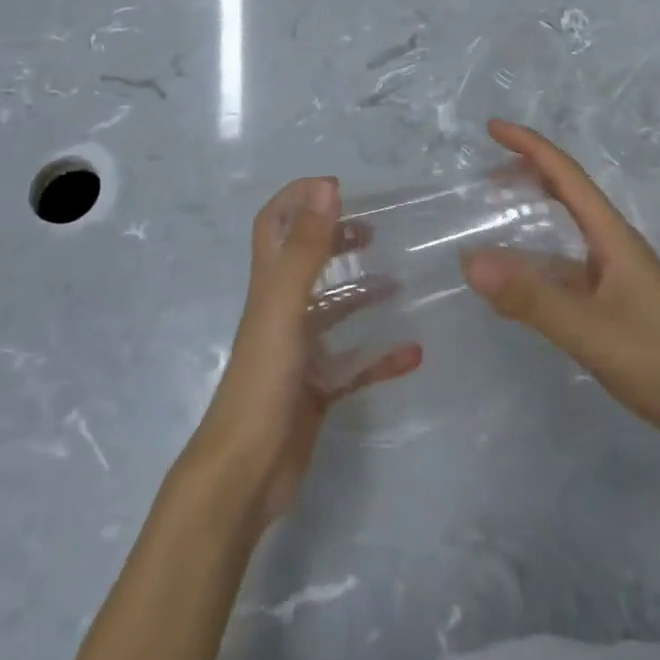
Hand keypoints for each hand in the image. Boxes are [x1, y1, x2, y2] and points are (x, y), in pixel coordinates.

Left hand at [192, 178, 421, 524]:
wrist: (247, 472)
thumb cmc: (264, 378)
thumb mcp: (285, 305)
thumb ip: (307, 248)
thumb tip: (326, 189)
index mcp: (270, 286)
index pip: (274, 225)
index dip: (297, 199)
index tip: (337, 188)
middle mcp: (282, 311)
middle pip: (307, 263)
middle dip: (336, 240)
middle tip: (374, 232)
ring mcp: (299, 352)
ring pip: (334, 313)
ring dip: (363, 294)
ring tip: (400, 284)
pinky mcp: (316, 389)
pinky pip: (355, 366)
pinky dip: (381, 357)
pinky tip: (412, 354)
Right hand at [461, 120, 659, 476]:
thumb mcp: (590, 330)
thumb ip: (531, 298)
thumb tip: (469, 260)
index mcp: (614, 238)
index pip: (567, 176)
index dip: (530, 146)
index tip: (493, 128)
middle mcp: (616, 249)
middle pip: (569, 197)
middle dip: (530, 175)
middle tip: (487, 175)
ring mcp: (619, 280)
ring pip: (568, 238)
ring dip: (533, 223)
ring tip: (494, 224)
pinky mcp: (619, 309)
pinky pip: (569, 275)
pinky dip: (539, 270)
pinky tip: (519, 292)